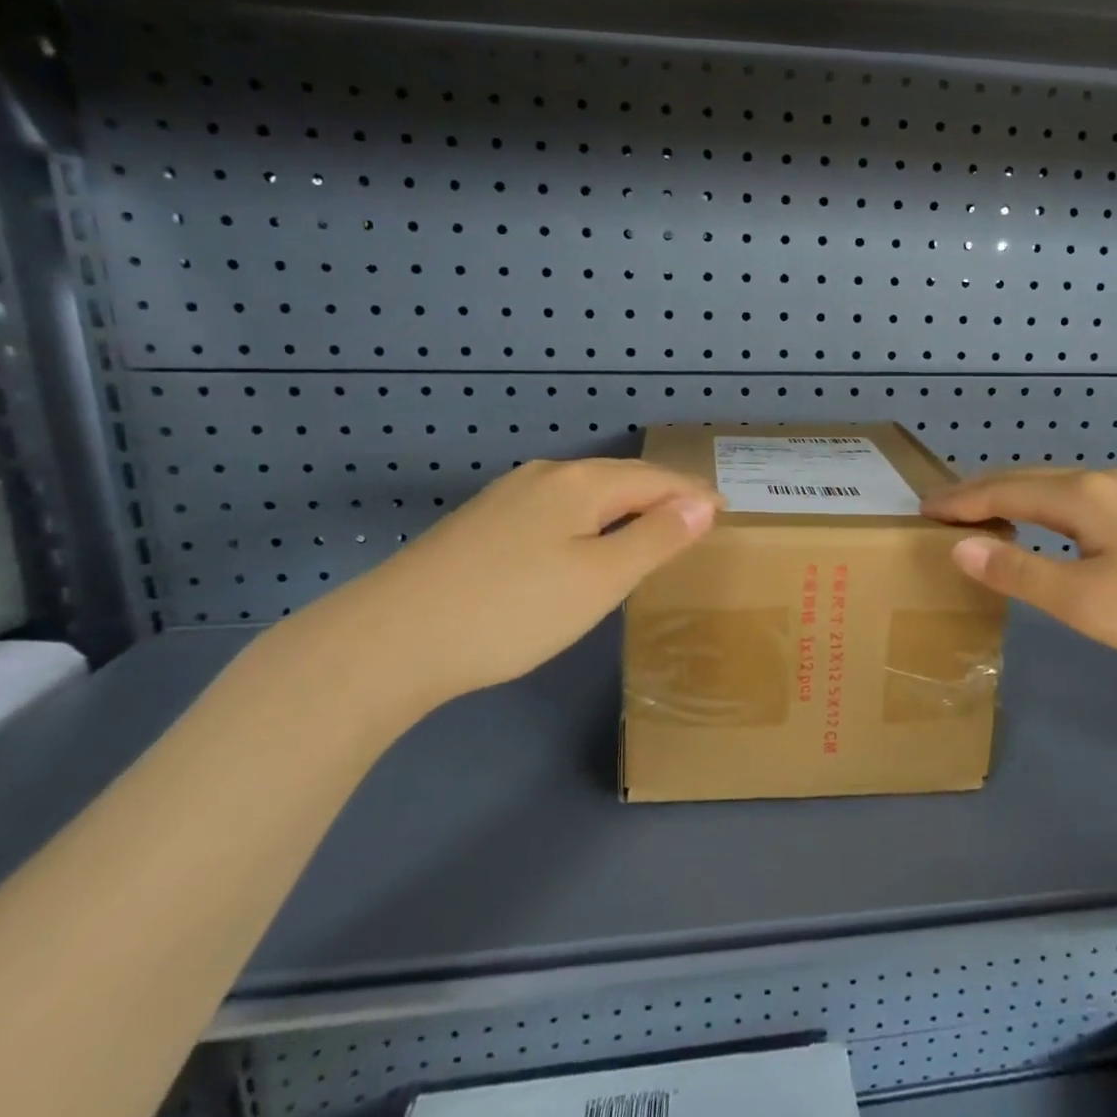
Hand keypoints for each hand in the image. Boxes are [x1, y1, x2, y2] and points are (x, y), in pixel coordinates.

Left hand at [263, 458, 721, 721]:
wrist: (391, 640)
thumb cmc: (514, 610)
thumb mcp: (601, 578)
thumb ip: (657, 537)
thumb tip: (703, 502)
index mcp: (580, 483)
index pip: (655, 478)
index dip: (693, 493)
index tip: (725, 510)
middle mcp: (544, 476)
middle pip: (618, 480)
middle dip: (660, 497)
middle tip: (695, 521)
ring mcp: (506, 498)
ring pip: (583, 495)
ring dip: (623, 509)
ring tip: (650, 531)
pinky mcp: (480, 525)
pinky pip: (554, 512)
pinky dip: (587, 523)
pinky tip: (581, 545)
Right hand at [920, 467, 1116, 691]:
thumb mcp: (1082, 600)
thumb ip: (1018, 571)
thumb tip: (960, 546)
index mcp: (1080, 494)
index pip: (1002, 489)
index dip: (959, 500)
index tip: (920, 510)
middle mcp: (1101, 480)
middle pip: (1025, 478)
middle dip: (979, 492)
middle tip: (940, 510)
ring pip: (1052, 487)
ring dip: (1010, 497)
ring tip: (979, 516)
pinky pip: (1074, 499)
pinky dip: (1039, 507)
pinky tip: (1041, 526)